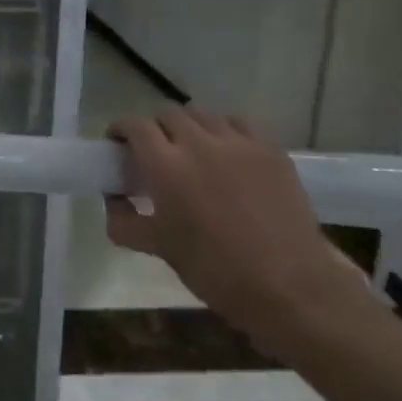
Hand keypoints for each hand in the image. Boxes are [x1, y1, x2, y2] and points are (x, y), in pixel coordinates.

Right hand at [105, 107, 369, 358]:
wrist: (289, 286)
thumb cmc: (215, 269)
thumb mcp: (158, 248)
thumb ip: (124, 221)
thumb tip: (112, 200)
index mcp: (167, 165)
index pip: (135, 125)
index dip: (121, 129)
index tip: (117, 144)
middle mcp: (200, 143)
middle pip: (169, 114)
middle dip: (155, 128)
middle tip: (153, 152)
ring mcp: (240, 143)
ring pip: (205, 116)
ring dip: (189, 127)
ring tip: (191, 151)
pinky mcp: (271, 150)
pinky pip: (239, 125)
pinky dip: (224, 131)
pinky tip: (226, 154)